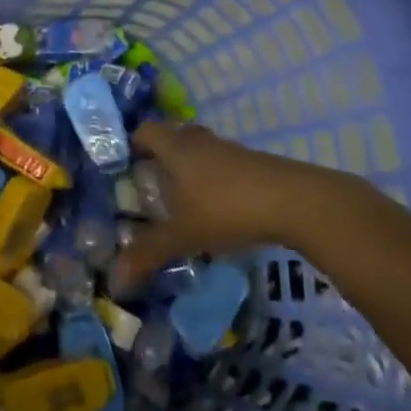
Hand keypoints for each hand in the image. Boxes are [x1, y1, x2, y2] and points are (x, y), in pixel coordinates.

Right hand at [111, 121, 357, 294]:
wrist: (295, 201)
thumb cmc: (226, 208)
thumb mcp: (183, 235)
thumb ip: (148, 253)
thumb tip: (115, 279)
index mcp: (175, 148)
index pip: (144, 131)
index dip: (132, 145)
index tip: (125, 168)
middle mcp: (199, 141)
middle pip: (173, 138)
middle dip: (161, 159)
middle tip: (151, 186)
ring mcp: (230, 150)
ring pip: (200, 152)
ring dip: (190, 170)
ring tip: (184, 202)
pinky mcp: (254, 164)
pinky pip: (223, 165)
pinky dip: (215, 181)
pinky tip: (219, 210)